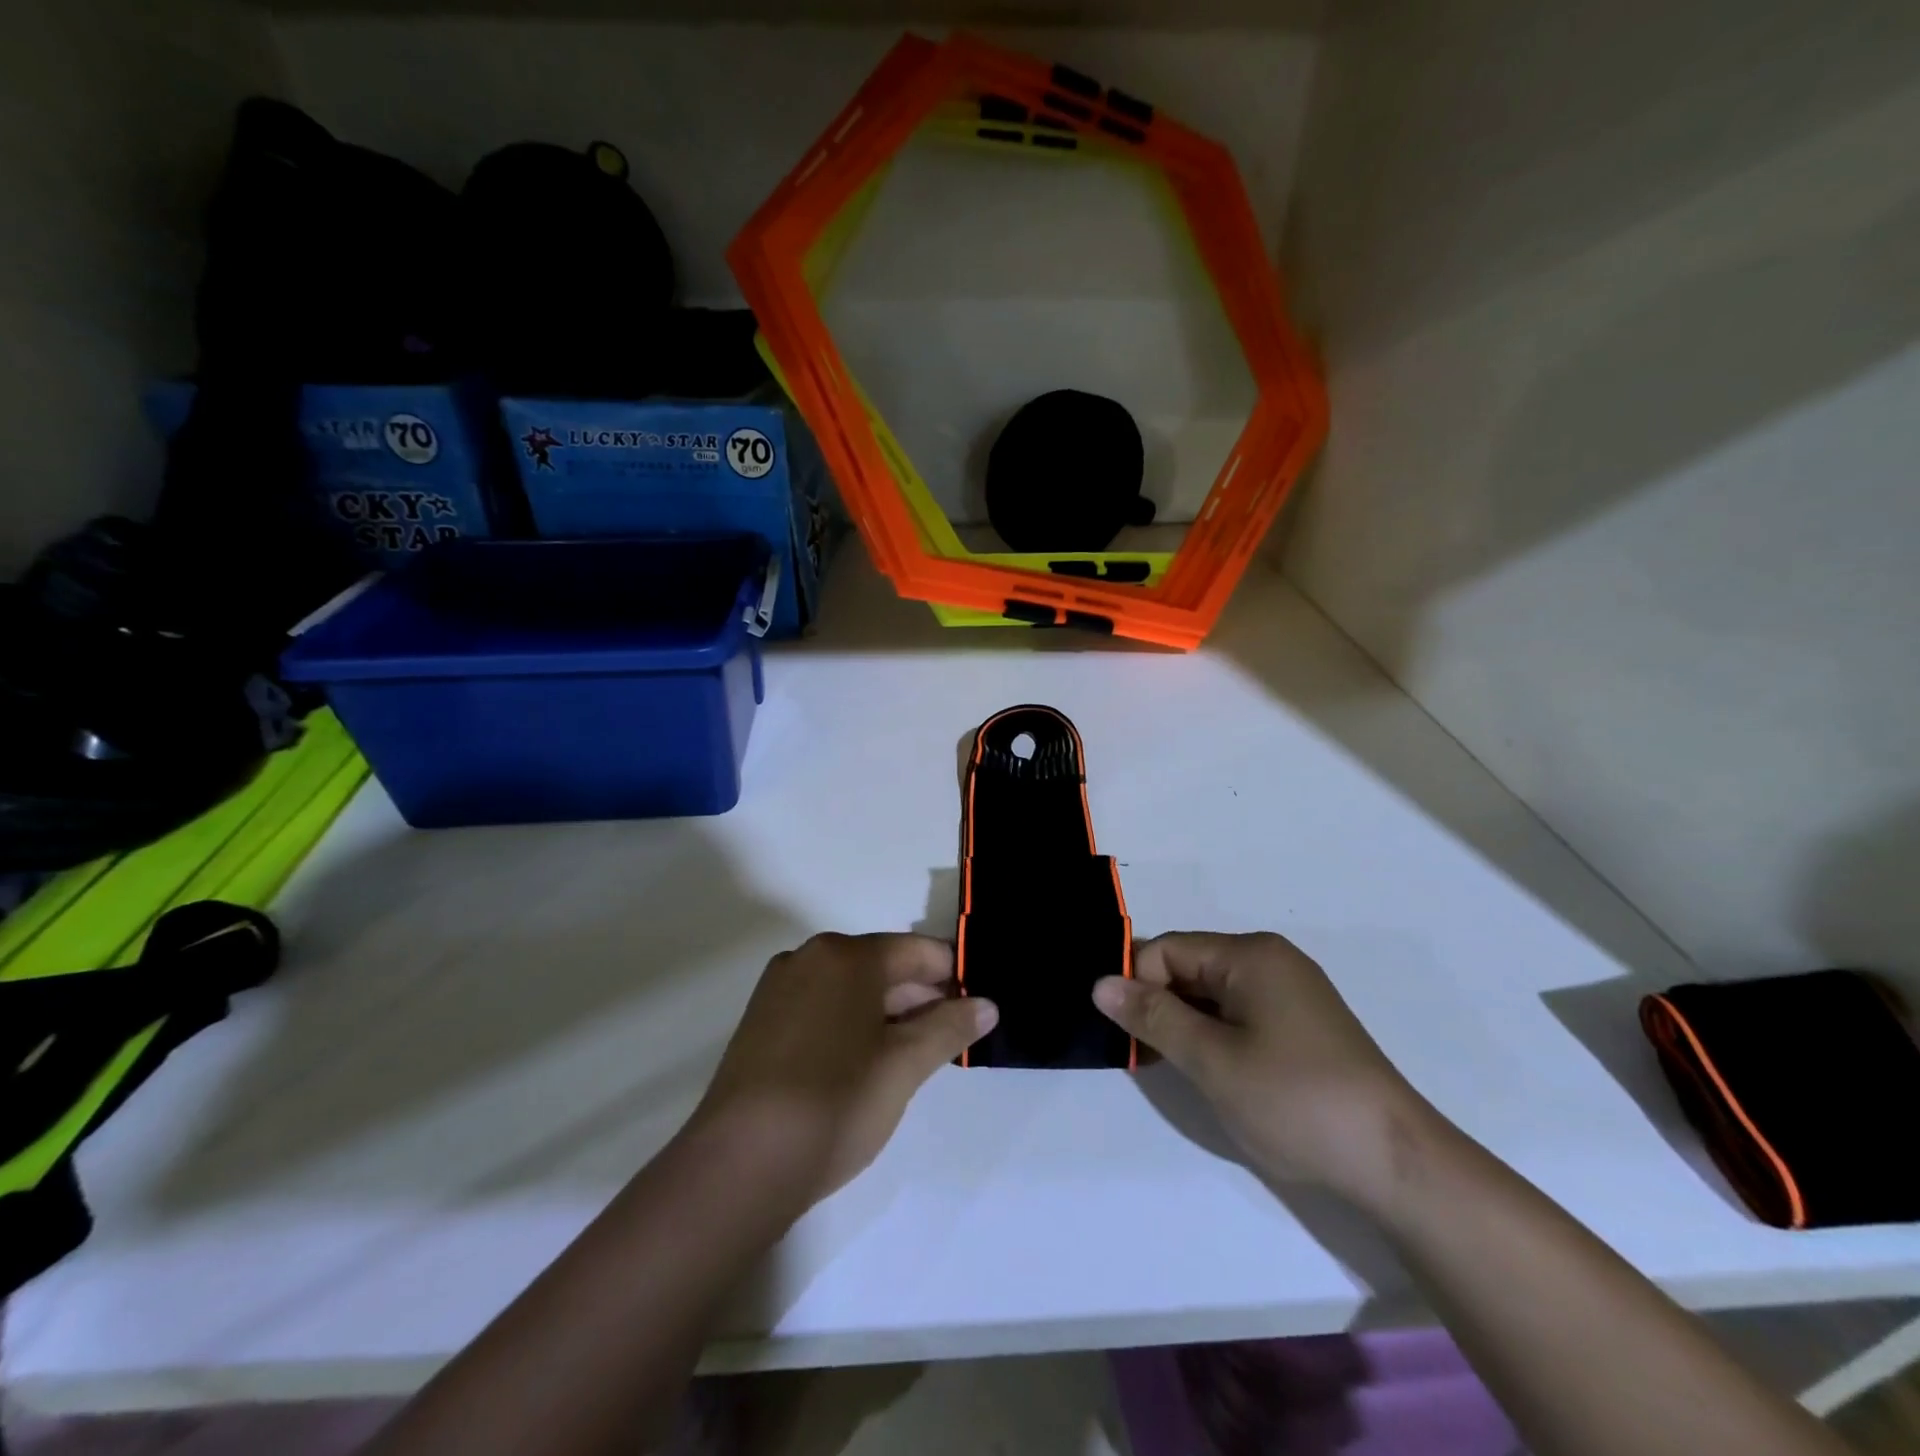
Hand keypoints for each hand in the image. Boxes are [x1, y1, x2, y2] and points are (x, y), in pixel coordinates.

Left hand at [690, 933, 996, 1203]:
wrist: (737, 1167)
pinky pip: (823, 1008)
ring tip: (919, 1054)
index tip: (980, 1005)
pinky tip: (869, 1063)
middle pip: (883, 966)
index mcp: (845, 956)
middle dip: (922, 997)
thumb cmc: (833, 1104)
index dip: (954, 974)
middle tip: (955, 1037)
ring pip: (852, 990)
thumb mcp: (904, 1066)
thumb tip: (987, 1005)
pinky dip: (854, 1025)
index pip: (917, 951)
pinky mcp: (762, 1022)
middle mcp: (809, 958)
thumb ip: (949, 1028)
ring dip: (890, 1014)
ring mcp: (780, 989)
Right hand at [1093, 932, 1428, 1204]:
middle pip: (1190, 967)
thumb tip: (1100, 984)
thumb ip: (1153, 1017)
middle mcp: (1271, 961)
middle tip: (1144, 1056)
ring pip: (1213, 993)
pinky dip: (1216, 1035)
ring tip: (1175, 1069)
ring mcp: (1291, 993)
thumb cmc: (1295, 1101)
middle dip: (1160, 1005)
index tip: (1126, 1034)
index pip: (1168, 950)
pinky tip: (1214, 1072)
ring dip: (1186, 1024)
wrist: (1397, 1163)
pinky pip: (1240, 1013)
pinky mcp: (1303, 1025)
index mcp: (1250, 955)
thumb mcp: (1212, 1060)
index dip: (1138, 985)